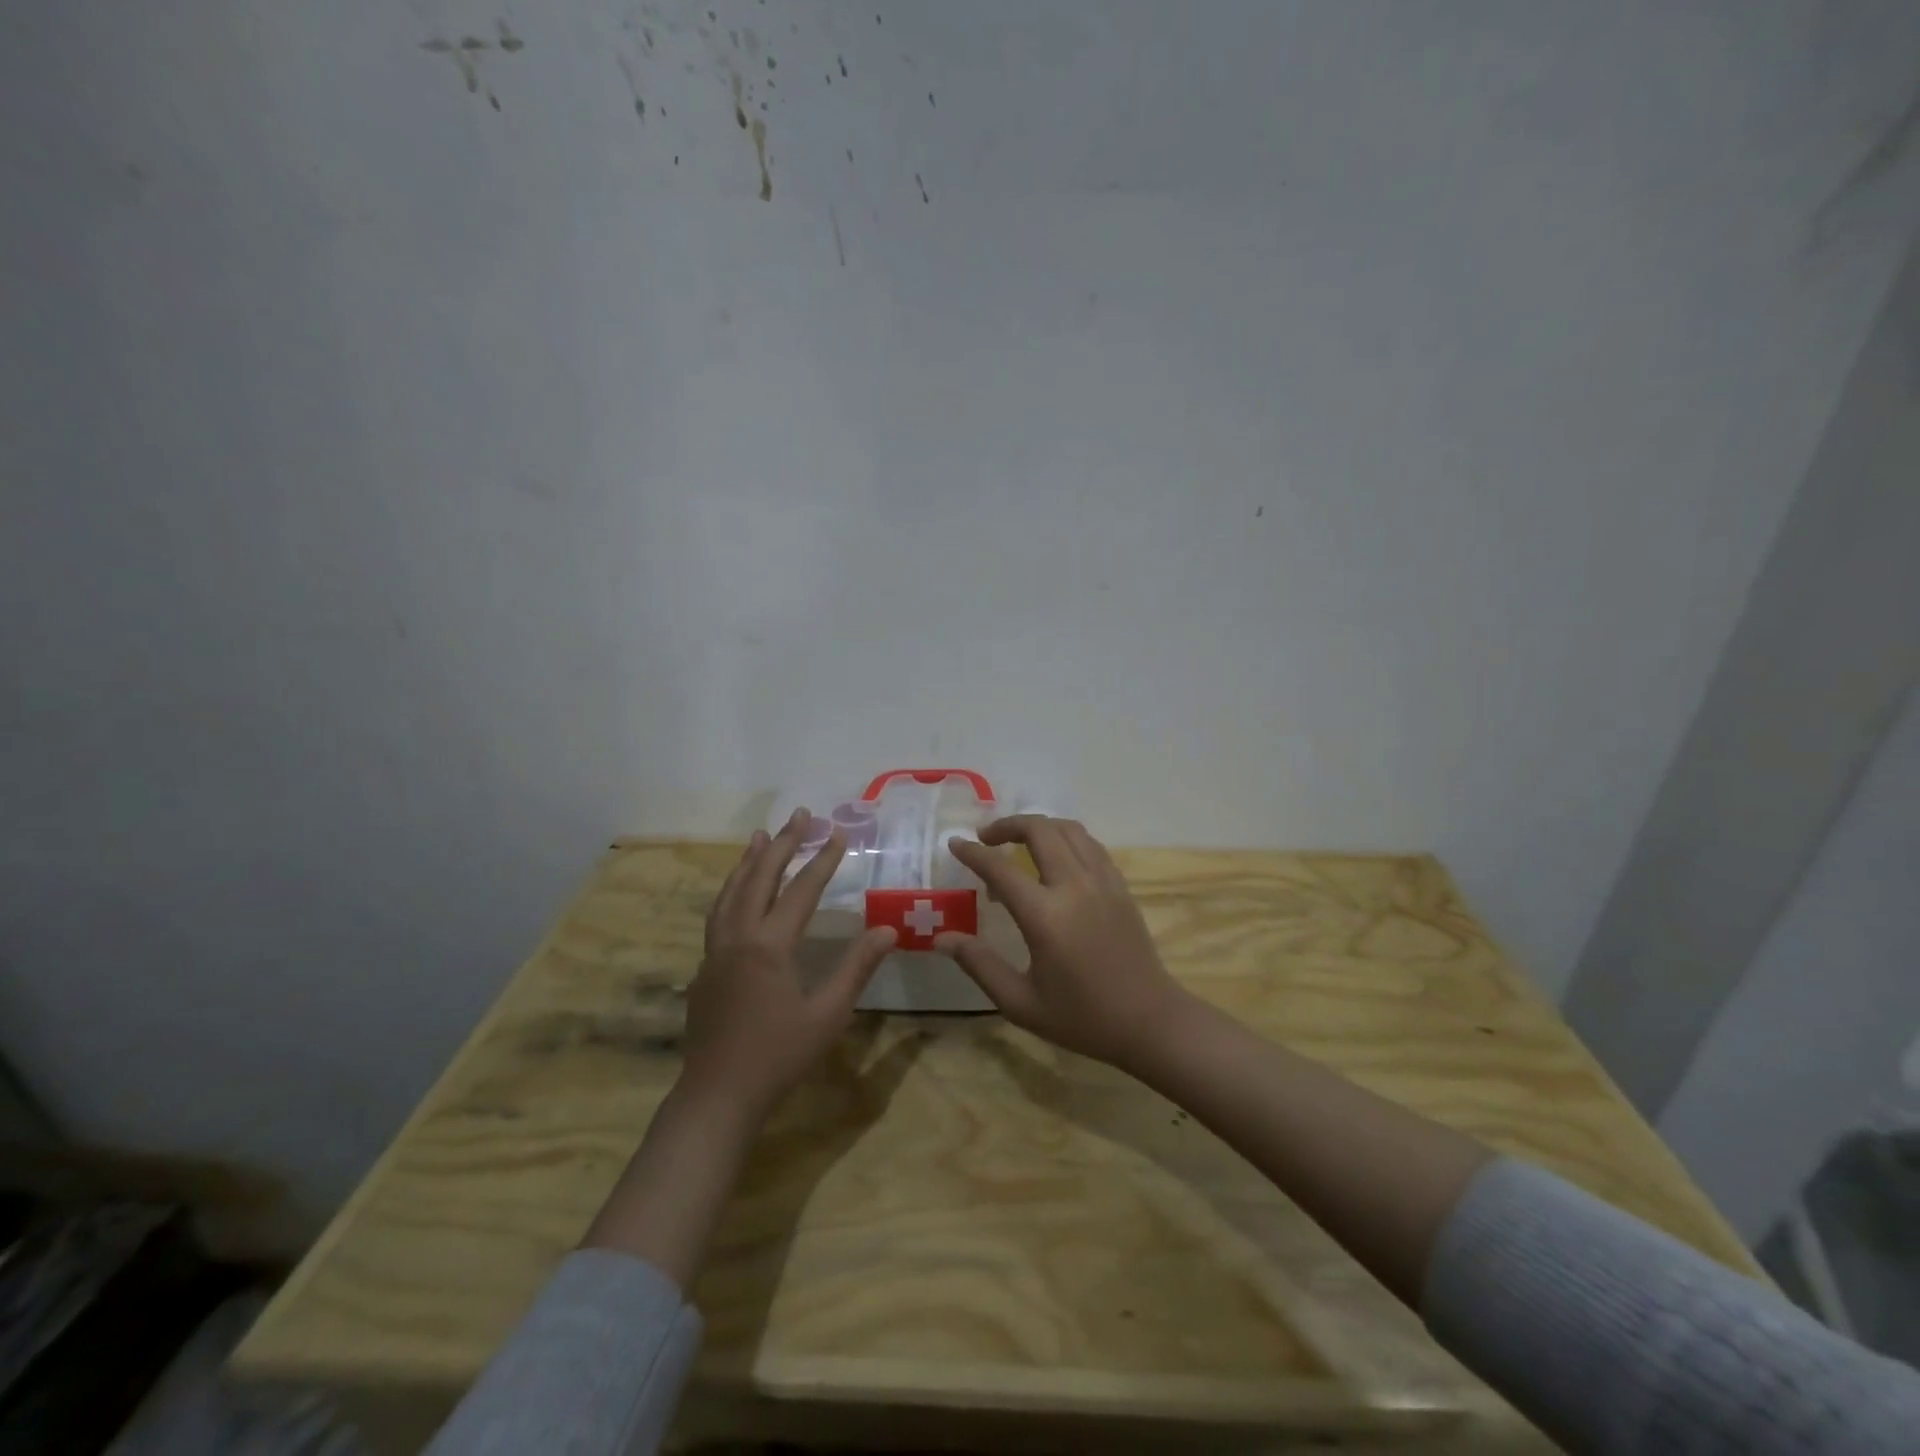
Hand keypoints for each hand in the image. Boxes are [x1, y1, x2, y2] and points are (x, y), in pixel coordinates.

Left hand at [682, 808, 897, 1121]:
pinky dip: (731, 889)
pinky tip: (738, 891)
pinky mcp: (705, 967)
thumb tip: (889, 929)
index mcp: (769, 946)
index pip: (801, 891)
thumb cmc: (779, 1056)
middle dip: (783, 843)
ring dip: (749, 860)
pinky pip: (718, 913)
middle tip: (801, 815)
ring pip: (731, 892)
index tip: (839, 833)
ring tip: (761, 836)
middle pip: (760, 878)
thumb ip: (857, 968)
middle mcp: (738, 937)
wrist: (718, 1096)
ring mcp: (716, 951)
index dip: (822, 860)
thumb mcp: (828, 1014)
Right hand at [939, 816, 1186, 1072]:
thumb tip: (942, 938)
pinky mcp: (1120, 885)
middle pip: (1039, 830)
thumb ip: (979, 964)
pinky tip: (1055, 857)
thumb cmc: (1081, 1017)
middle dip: (1007, 825)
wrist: (1149, 1021)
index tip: (954, 844)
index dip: (973, 853)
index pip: (1000, 868)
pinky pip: (1090, 844)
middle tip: (986, 839)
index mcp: (1045, 916)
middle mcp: (1074, 886)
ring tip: (1018, 841)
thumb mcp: (1020, 1002)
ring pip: (1068, 829)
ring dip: (1039, 826)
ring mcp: (1102, 881)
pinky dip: (1066, 838)